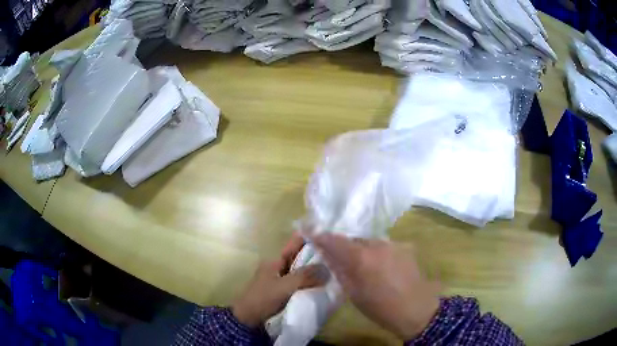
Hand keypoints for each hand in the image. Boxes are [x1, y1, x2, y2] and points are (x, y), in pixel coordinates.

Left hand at [232, 234, 326, 327]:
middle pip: (300, 257)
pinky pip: (300, 283)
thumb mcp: (284, 286)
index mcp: (275, 260)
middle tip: (338, 255)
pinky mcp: (284, 292)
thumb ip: (305, 276)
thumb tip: (327, 269)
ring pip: (301, 271)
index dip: (310, 239)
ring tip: (335, 268)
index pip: (295, 244)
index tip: (329, 236)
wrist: (249, 319)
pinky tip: (324, 285)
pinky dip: (310, 283)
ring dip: (314, 271)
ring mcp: (281, 280)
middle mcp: (278, 267)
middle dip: (316, 256)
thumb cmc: (263, 298)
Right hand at [312, 234, 440, 339]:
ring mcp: (392, 244)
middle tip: (339, 259)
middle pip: (352, 239)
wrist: (416, 309)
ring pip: (368, 242)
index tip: (309, 231)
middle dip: (343, 247)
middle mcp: (376, 244)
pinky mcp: (404, 247)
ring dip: (361, 250)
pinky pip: (382, 246)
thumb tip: (326, 254)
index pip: (334, 239)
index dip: (320, 235)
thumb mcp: (353, 293)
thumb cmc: (380, 307)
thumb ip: (339, 270)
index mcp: (360, 257)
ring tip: (362, 266)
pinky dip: (375, 253)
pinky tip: (380, 268)